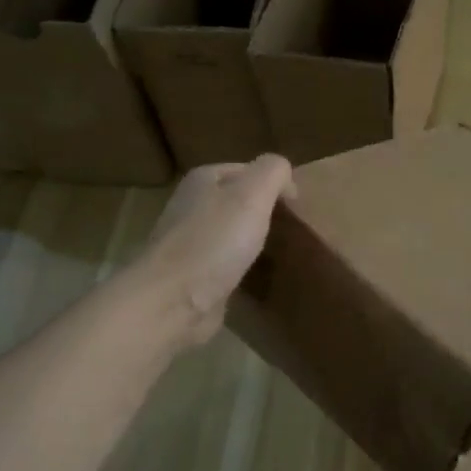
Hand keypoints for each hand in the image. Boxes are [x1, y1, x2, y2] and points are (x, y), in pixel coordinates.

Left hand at [134, 155, 294, 344]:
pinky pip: (226, 263)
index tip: (298, 207)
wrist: (173, 301)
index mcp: (204, 180)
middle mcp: (192, 206)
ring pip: (232, 232)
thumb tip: (285, 174)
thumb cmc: (215, 241)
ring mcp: (190, 242)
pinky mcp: (193, 275)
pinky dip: (242, 267)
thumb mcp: (253, 193)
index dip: (275, 184)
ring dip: (253, 240)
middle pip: (238, 201)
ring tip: (280, 253)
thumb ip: (273, 172)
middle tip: (293, 230)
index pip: (248, 170)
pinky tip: (258, 277)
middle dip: (264, 212)